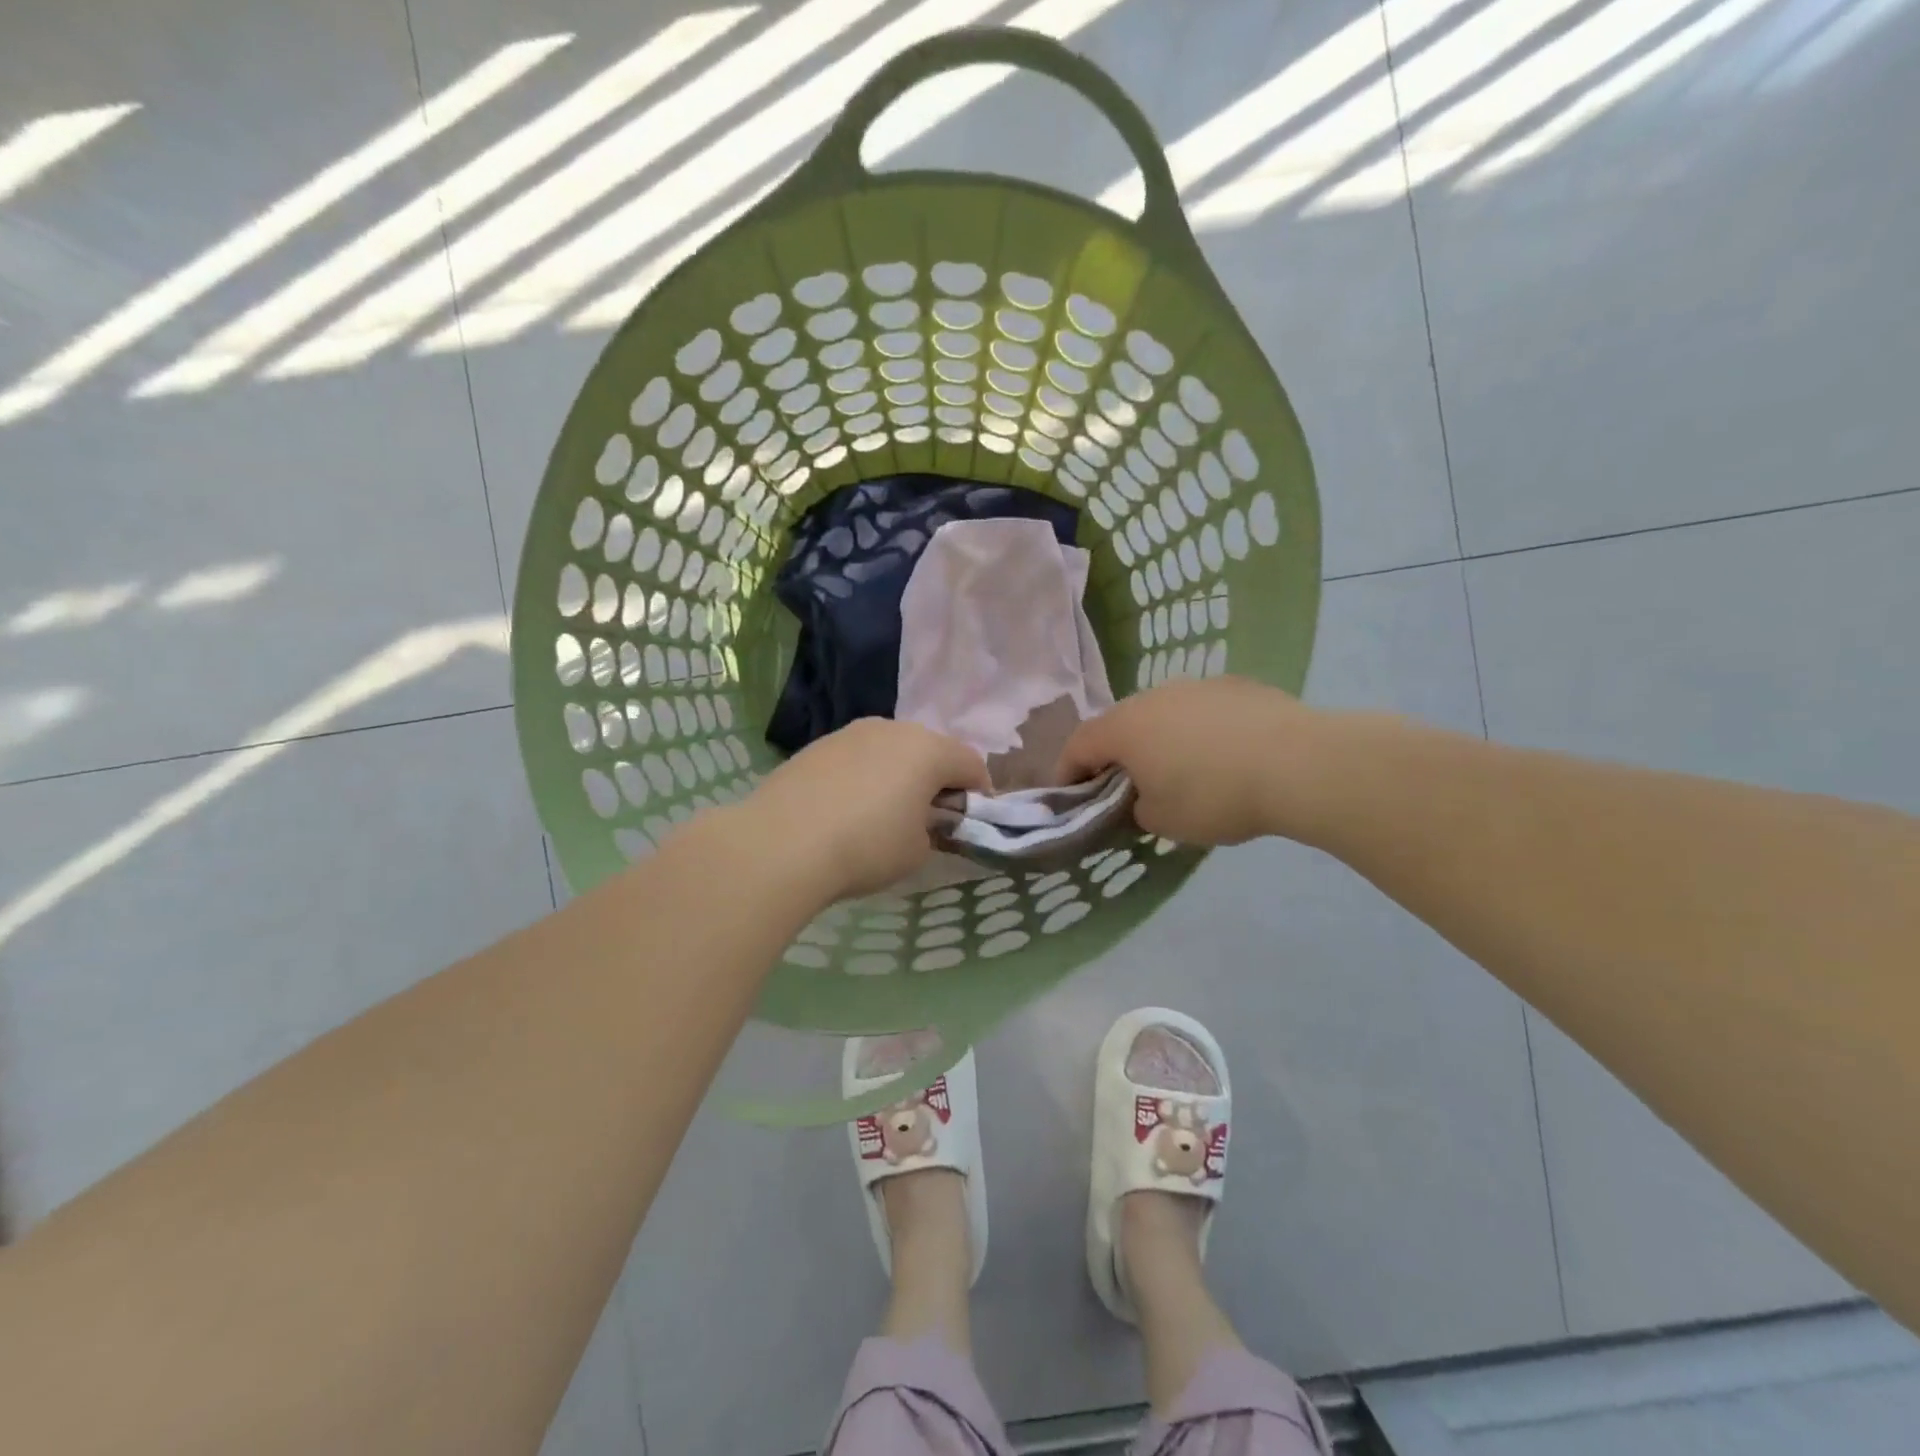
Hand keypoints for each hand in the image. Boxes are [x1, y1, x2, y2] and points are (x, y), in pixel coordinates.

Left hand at [741, 718, 990, 900]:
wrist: (782, 843)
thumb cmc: (866, 847)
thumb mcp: (916, 850)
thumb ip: (931, 829)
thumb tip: (918, 820)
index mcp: (928, 749)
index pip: (971, 763)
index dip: (979, 793)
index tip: (970, 821)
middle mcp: (893, 729)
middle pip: (930, 750)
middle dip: (936, 779)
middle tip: (928, 816)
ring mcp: (850, 732)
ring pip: (890, 750)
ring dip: (897, 774)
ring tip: (882, 813)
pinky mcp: (817, 745)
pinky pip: (856, 758)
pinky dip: (862, 777)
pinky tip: (845, 810)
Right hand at [1056, 677, 1322, 845]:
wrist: (1299, 765)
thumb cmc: (1215, 796)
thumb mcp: (1162, 821)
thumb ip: (1136, 808)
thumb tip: (1142, 797)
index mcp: (1124, 727)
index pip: (1078, 745)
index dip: (1067, 771)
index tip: (1070, 795)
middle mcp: (1153, 696)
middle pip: (1119, 725)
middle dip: (1115, 755)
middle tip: (1124, 787)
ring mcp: (1196, 685)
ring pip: (1162, 714)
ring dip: (1158, 740)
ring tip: (1179, 770)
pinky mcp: (1235, 685)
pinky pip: (1201, 710)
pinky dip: (1198, 731)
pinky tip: (1223, 756)